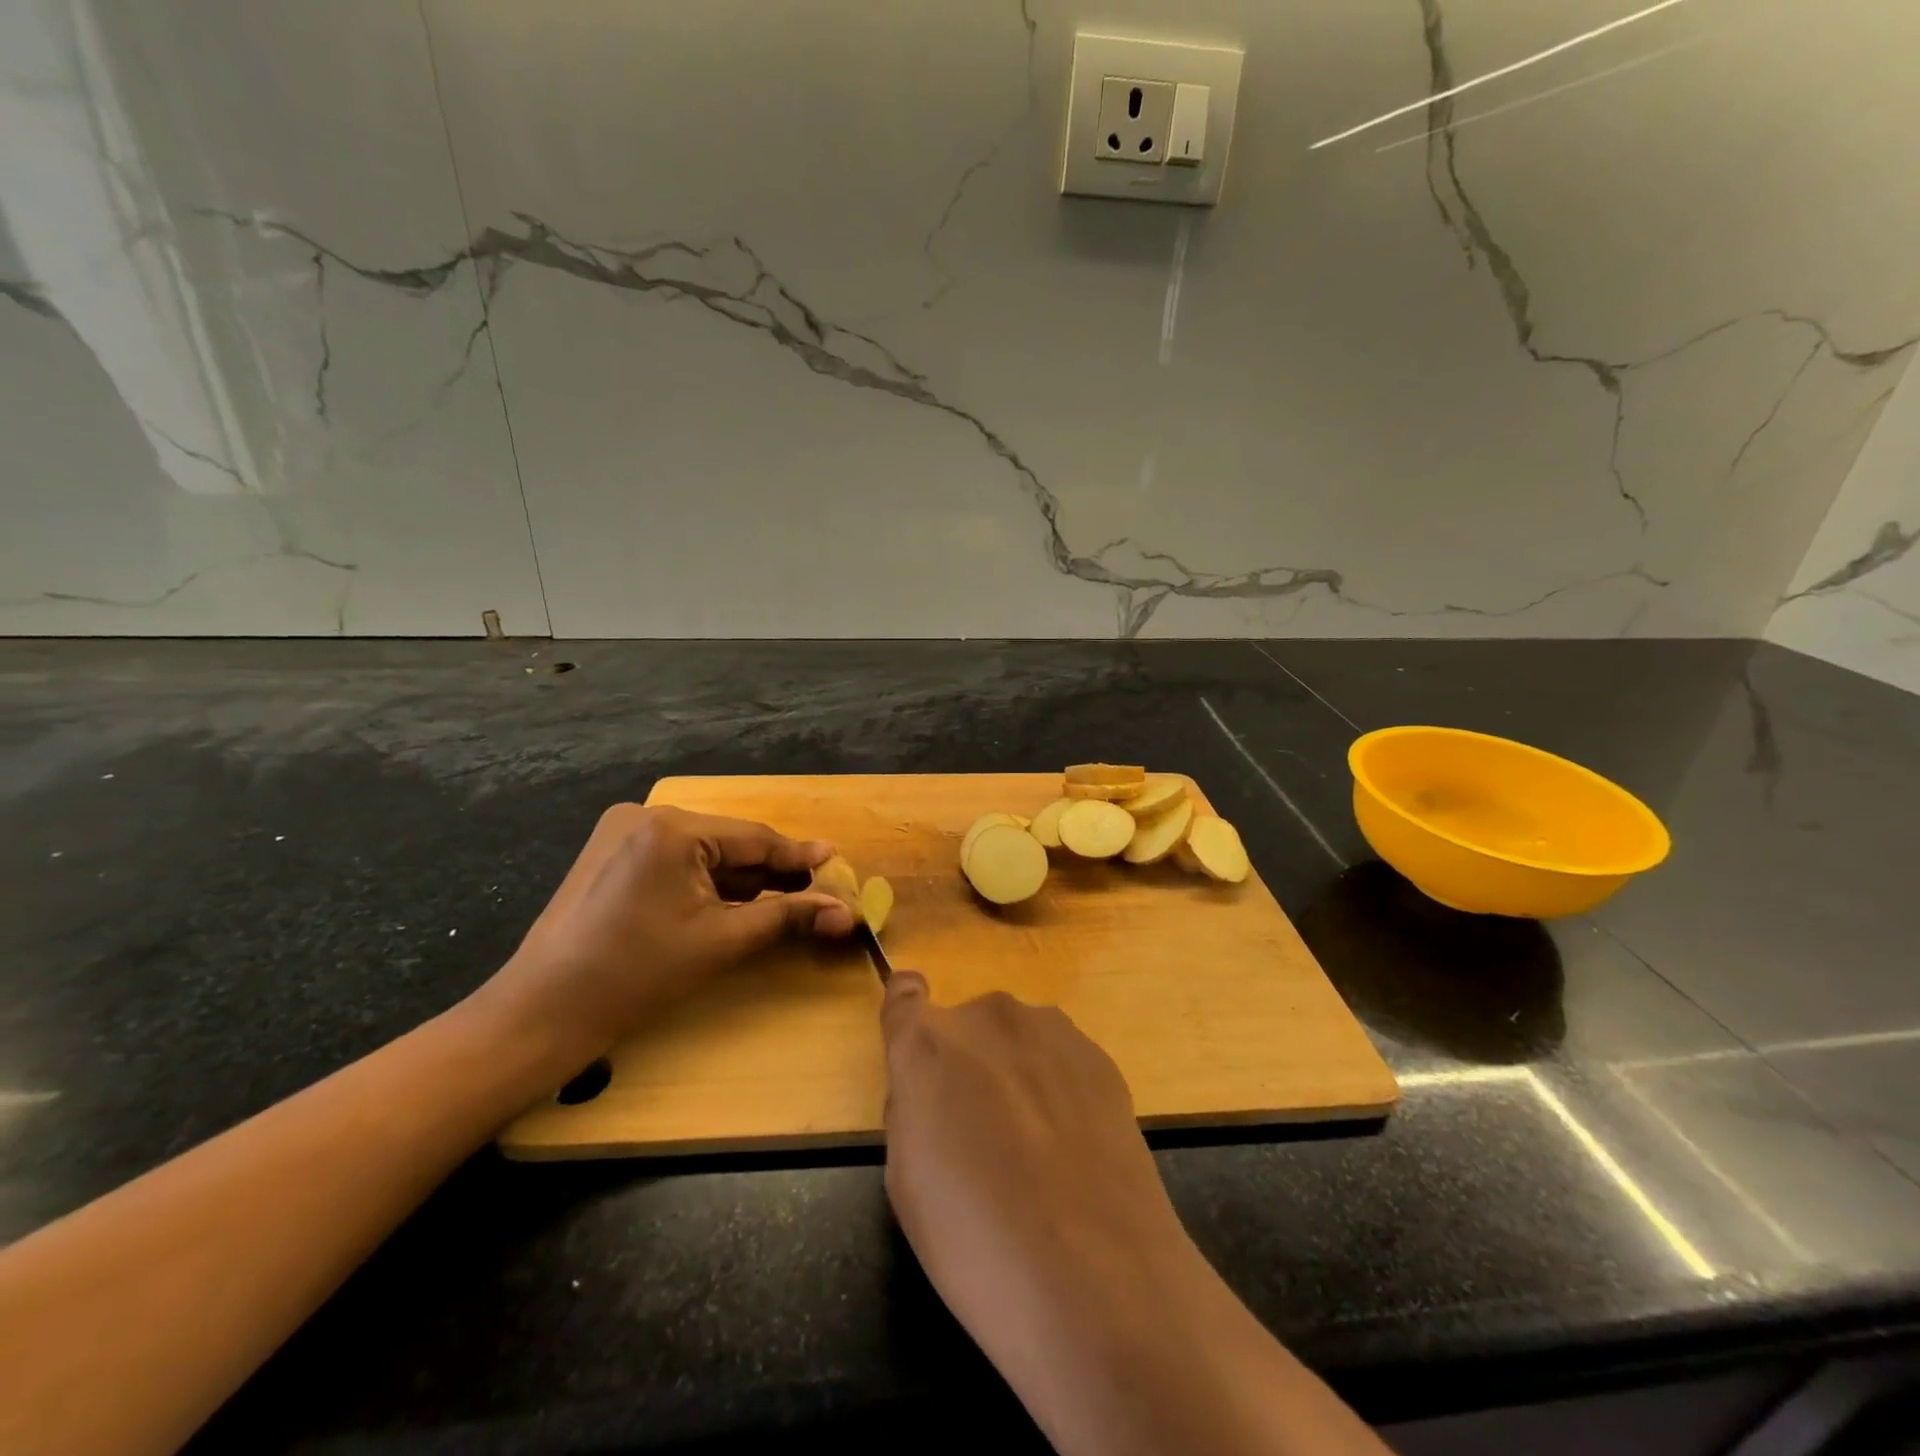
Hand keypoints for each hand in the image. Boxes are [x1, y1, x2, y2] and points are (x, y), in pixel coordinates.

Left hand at [475, 804, 854, 1066]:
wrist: (542, 1014)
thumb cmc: (637, 976)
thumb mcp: (722, 942)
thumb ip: (787, 916)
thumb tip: (846, 912)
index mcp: (672, 828)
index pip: (754, 839)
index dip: (799, 856)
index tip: (836, 862)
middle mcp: (646, 816)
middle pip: (729, 843)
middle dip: (769, 871)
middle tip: (812, 891)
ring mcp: (622, 833)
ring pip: (703, 852)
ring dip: (739, 878)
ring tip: (780, 900)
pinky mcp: (610, 855)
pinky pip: (676, 860)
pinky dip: (706, 881)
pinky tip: (730, 903)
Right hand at [879, 975, 1196, 1400]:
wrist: (1097, 1278)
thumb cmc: (976, 1242)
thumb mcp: (906, 1182)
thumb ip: (911, 1108)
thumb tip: (931, 1089)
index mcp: (927, 1044)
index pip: (903, 995)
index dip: (907, 1014)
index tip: (917, 1046)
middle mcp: (987, 1017)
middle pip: (966, 1027)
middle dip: (968, 1065)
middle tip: (984, 1135)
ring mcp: (1050, 1029)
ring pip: (1016, 1040)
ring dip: (1016, 1072)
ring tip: (1037, 1148)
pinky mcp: (1098, 1053)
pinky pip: (1060, 1059)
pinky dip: (1058, 1087)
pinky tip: (1074, 1149)